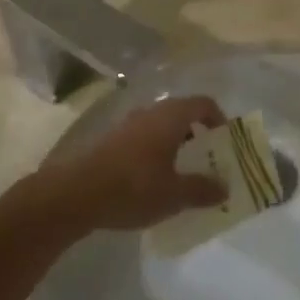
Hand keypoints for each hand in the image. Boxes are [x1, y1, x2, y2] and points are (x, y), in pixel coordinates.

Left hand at [49, 96, 226, 232]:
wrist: (75, 195)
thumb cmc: (134, 188)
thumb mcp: (175, 195)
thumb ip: (203, 189)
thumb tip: (225, 188)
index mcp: (171, 117)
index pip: (204, 104)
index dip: (219, 119)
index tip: (225, 143)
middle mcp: (150, 113)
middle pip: (182, 115)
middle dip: (198, 136)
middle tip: (208, 161)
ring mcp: (128, 125)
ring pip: (161, 128)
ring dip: (176, 146)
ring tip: (182, 175)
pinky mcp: (111, 141)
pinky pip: (143, 140)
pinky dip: (155, 153)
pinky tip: (153, 182)